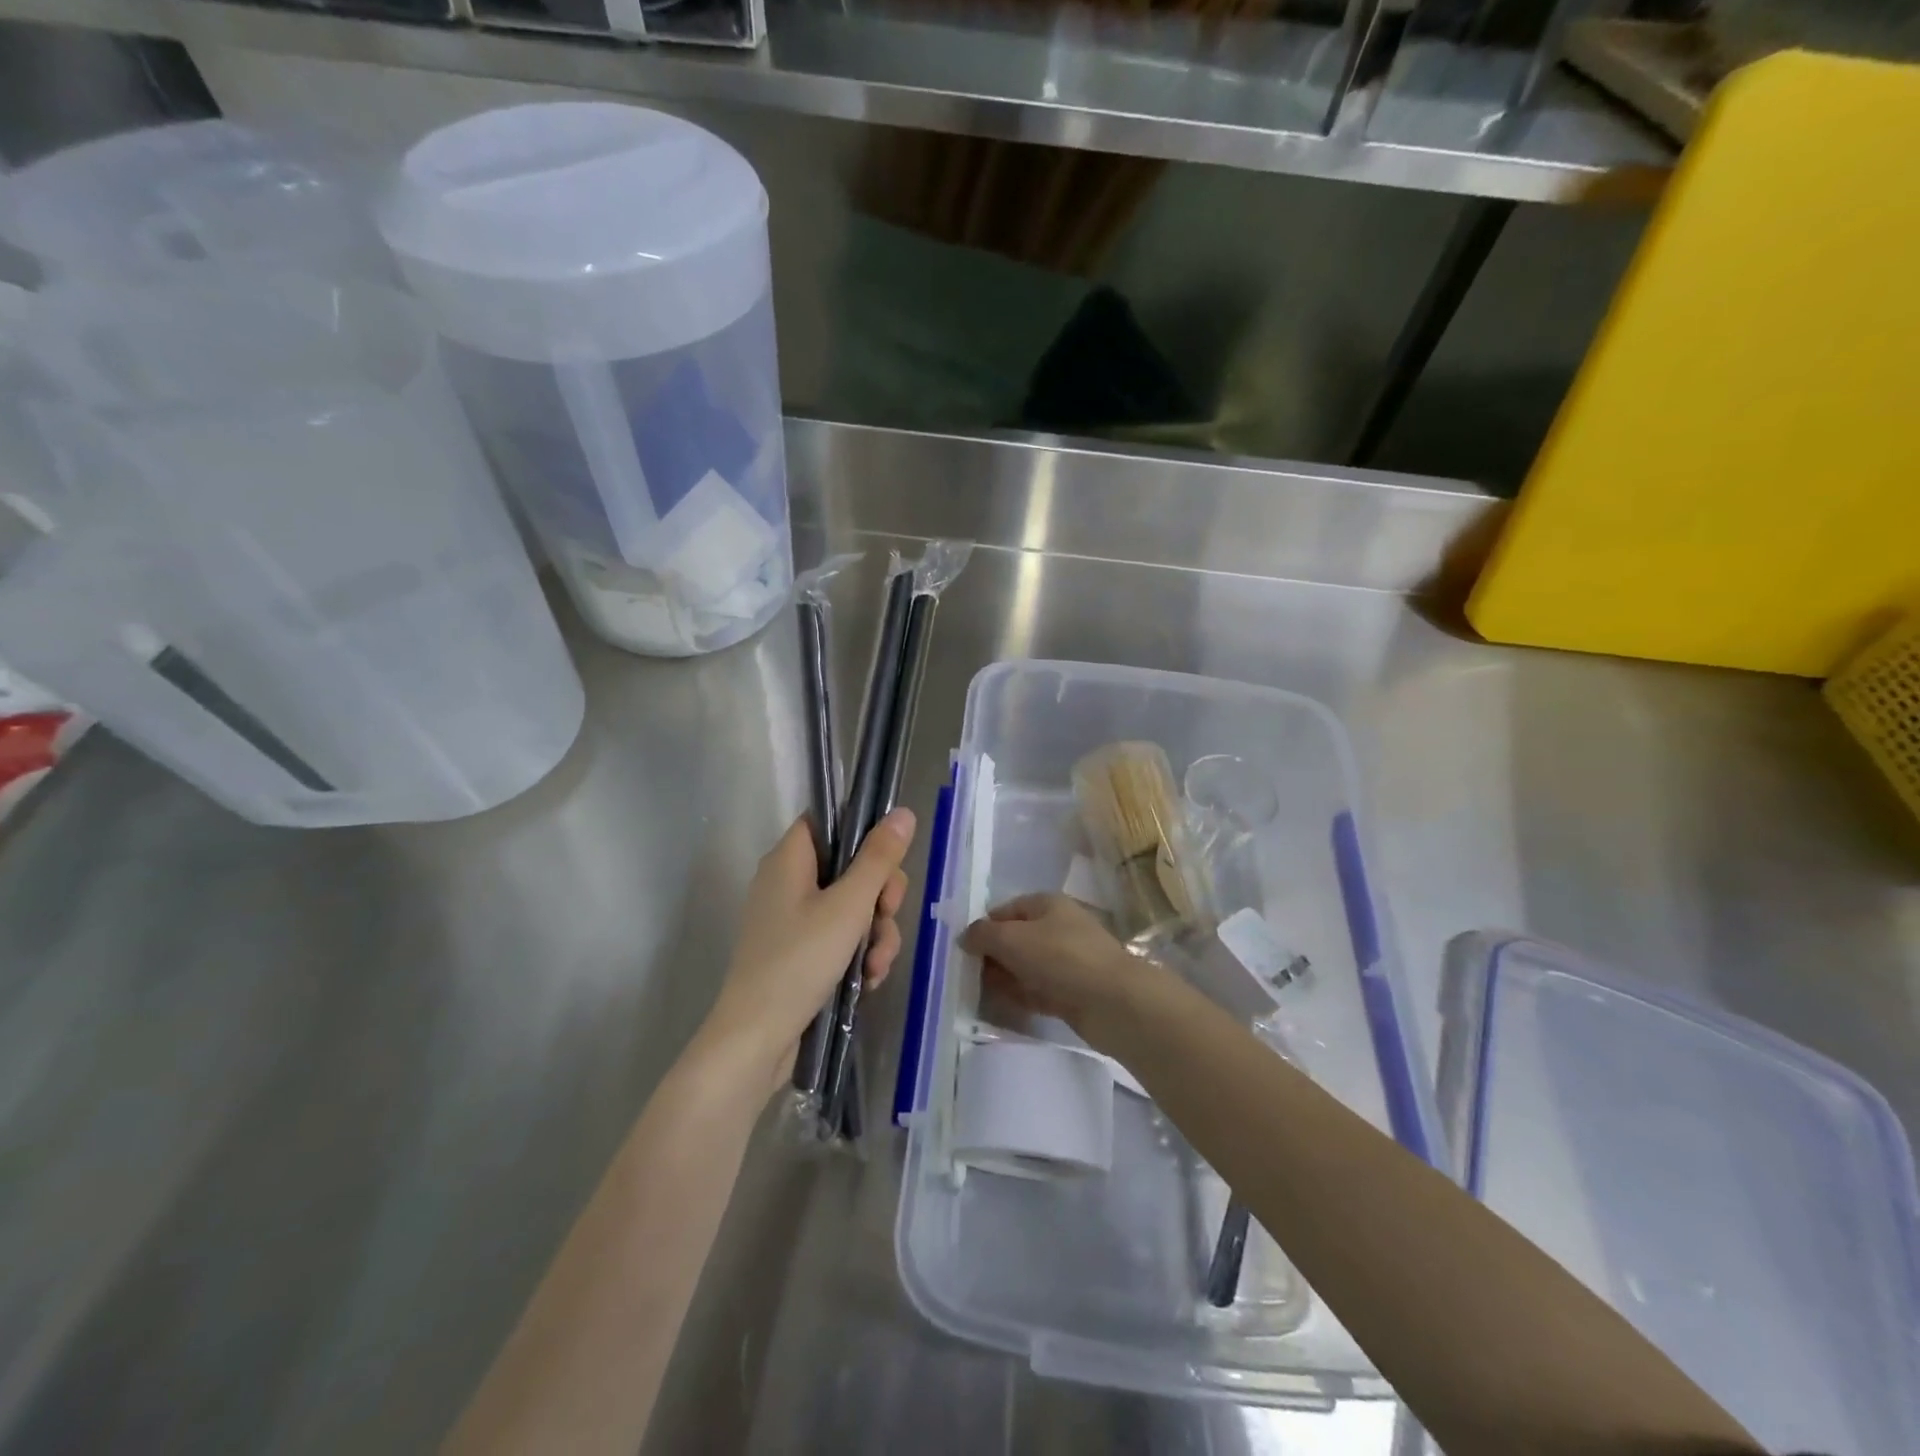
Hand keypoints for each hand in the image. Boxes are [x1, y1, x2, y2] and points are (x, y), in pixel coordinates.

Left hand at [704, 808, 915, 1094]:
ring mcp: (793, 921)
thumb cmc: (799, 961)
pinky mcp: (799, 953)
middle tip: (887, 916)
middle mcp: (788, 883)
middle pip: (850, 867)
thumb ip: (879, 859)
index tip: (887, 861)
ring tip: (876, 964)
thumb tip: (903, 813)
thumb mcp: (849, 906)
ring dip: (875, 934)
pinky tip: (868, 979)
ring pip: (852, 908)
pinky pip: (840, 938)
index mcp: (789, 859)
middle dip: (879, 897)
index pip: (829, 822)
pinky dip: (858, 955)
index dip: (862, 833)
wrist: (756, 1040)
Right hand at [958, 893, 1170, 1054]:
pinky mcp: (1074, 992)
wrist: (1113, 1002)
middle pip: (1016, 938)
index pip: (1007, 909)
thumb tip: (965, 936)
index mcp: (1048, 904)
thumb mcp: (1012, 939)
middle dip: (993, 955)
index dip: (984, 927)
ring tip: (979, 993)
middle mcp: (1059, 927)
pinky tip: (1002, 1006)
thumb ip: (983, 935)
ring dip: (1005, 977)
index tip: (964, 950)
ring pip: (1027, 966)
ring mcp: (1068, 961)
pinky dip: (1021, 995)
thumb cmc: (1061, 958)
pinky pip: (1039, 990)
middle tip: (967, 975)